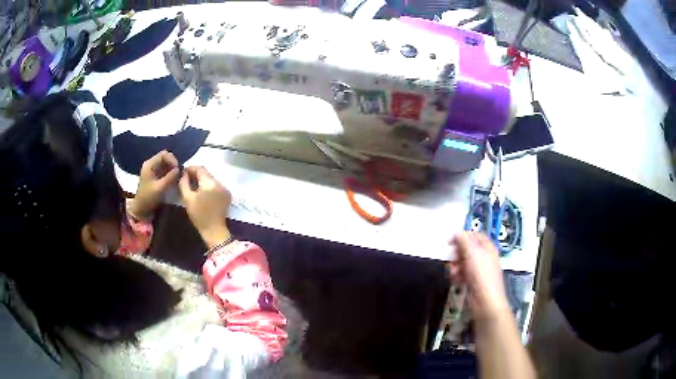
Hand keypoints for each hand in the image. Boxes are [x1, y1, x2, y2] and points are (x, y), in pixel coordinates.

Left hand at [130, 150, 179, 219]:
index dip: (172, 160)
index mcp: (149, 165)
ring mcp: (153, 171)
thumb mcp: (160, 188)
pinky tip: (174, 180)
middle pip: (165, 158)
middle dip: (173, 165)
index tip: (178, 169)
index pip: (164, 154)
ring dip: (173, 170)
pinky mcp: (155, 177)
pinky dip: (170, 174)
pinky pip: (165, 171)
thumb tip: (179, 169)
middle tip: (179, 174)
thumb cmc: (148, 198)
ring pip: (166, 165)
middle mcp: (151, 165)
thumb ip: (170, 177)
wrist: (141, 209)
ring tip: (177, 178)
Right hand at [178, 166, 231, 248]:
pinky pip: (216, 186)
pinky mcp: (227, 196)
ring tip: (193, 186)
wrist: (214, 231)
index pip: (200, 168)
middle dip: (196, 174)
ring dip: (202, 180)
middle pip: (206, 173)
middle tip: (186, 179)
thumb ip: (184, 183)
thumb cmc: (199, 215)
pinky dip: (208, 187)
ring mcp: (225, 189)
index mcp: (210, 183)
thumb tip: (183, 174)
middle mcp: (220, 183)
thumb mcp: (188, 198)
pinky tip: (202, 193)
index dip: (190, 169)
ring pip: (211, 180)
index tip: (182, 172)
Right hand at [448, 232, 510, 323]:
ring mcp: (479, 270)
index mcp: (488, 248)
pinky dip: (457, 275)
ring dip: (455, 265)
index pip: (476, 236)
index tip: (451, 241)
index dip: (464, 236)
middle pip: (468, 249)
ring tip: (452, 272)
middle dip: (457, 253)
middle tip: (451, 258)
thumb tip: (456, 233)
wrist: (485, 302)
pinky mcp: (473, 282)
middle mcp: (484, 258)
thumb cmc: (481, 276)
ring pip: (464, 262)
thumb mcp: (472, 255)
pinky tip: (454, 279)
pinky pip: (463, 274)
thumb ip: (464, 242)